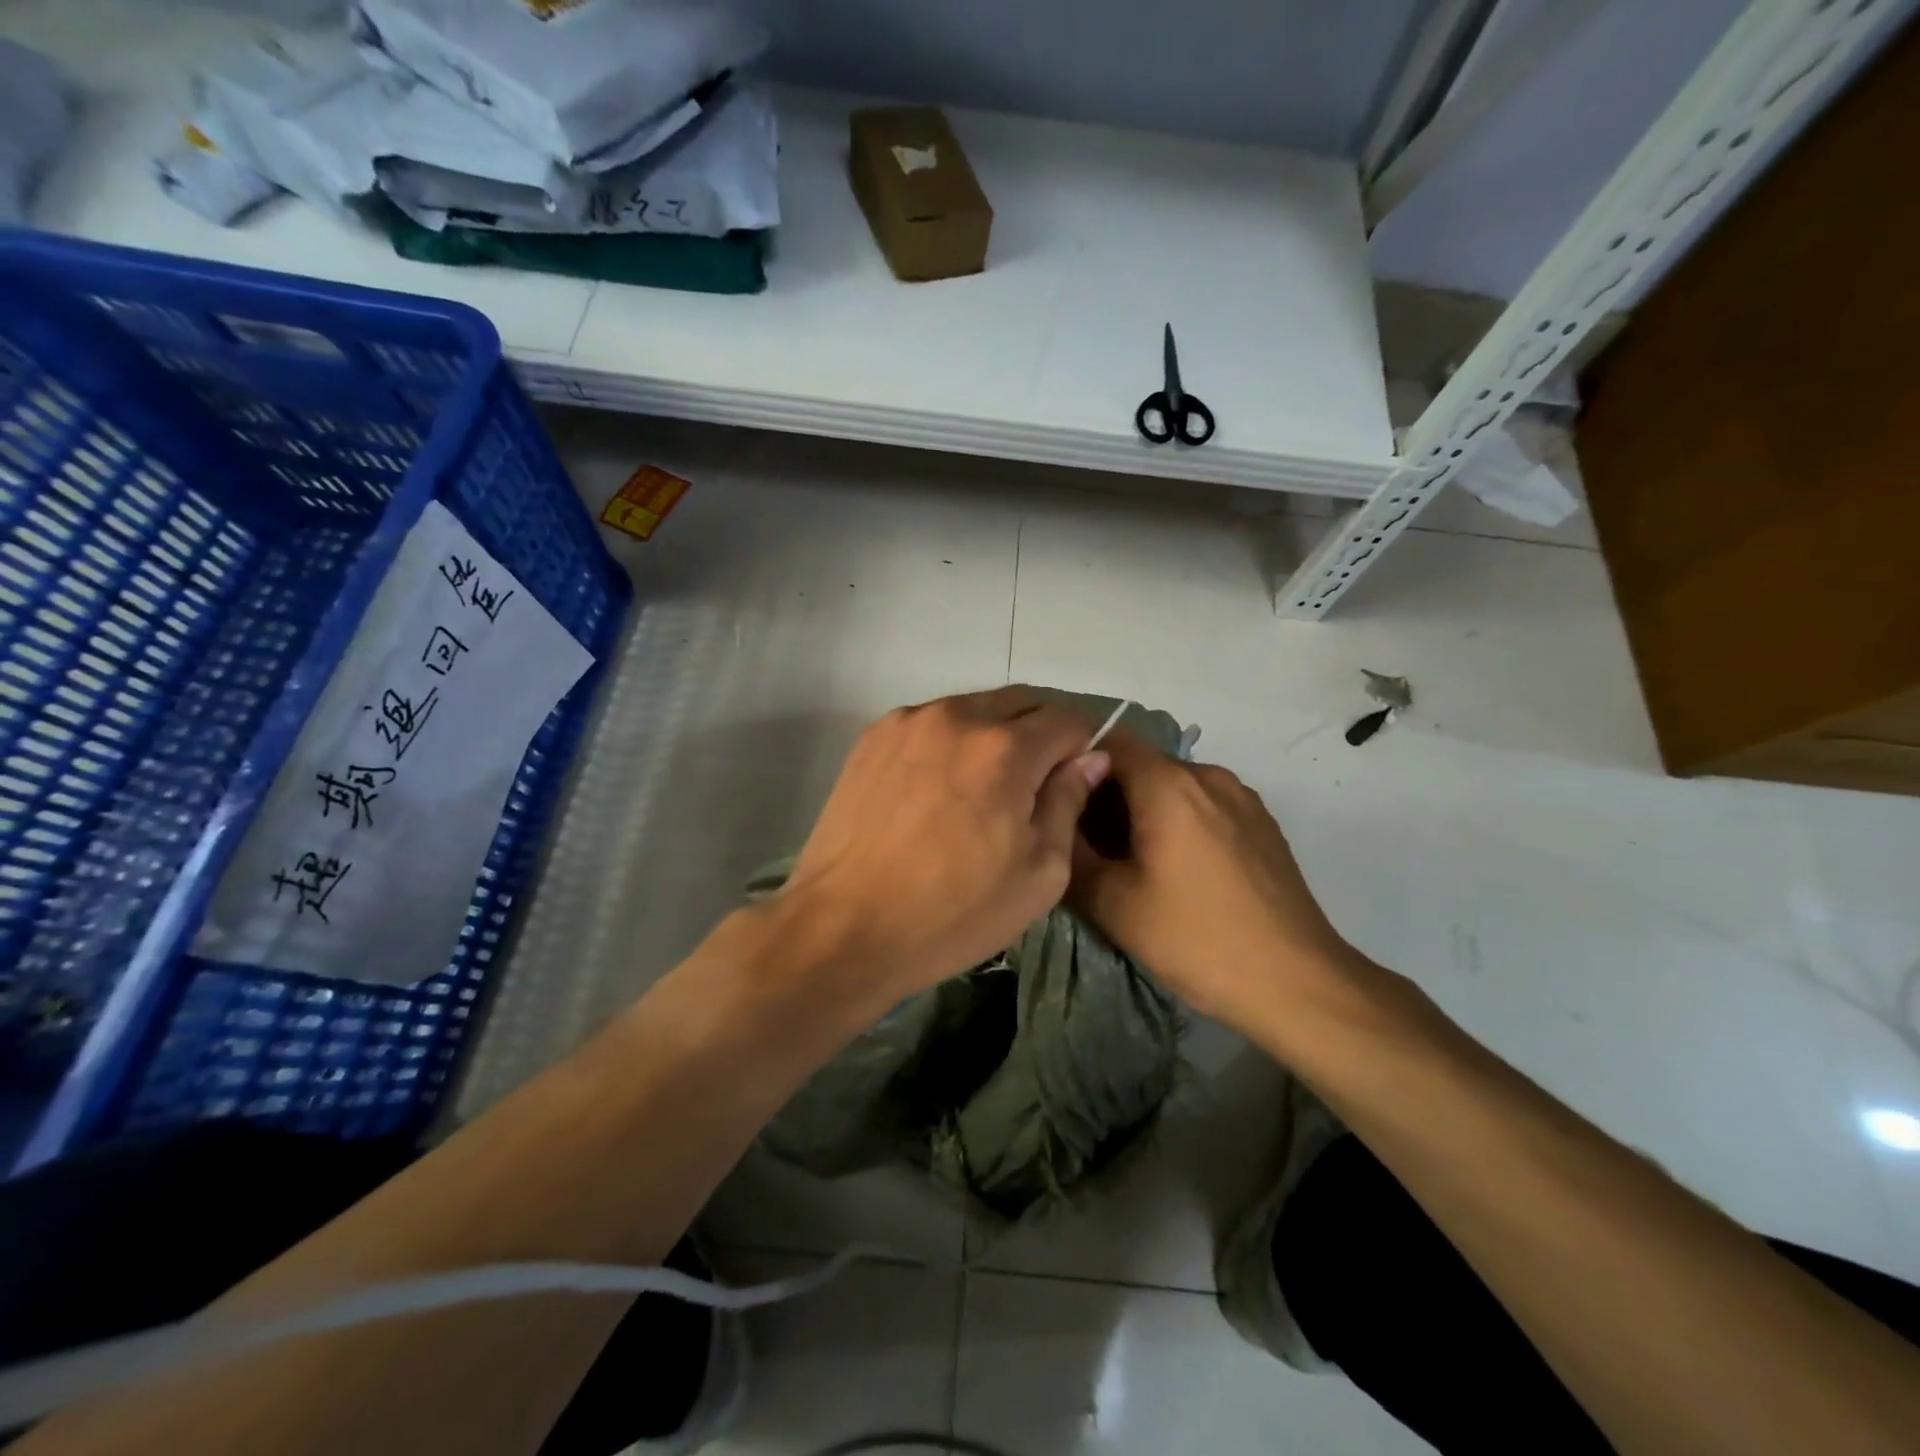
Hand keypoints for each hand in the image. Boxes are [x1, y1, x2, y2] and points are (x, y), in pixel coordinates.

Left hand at [773, 687, 1110, 1013]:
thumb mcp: (1039, 873)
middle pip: (1021, 702)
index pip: (1068, 719)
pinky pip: (932, 723)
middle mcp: (958, 716)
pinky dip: (950, 743)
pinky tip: (937, 789)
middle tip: (1034, 785)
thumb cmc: (953, 912)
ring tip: (981, 790)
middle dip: (1040, 733)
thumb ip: (1068, 802)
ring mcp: (909, 721)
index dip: (1083, 746)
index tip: (1074, 780)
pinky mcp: (873, 736)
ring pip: (974, 709)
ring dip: (993, 735)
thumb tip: (1090, 757)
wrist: (844, 927)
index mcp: (1006, 748)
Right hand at [1069, 730, 1363, 1028]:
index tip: (1059, 803)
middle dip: (1108, 795)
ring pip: (1175, 787)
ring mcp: (1242, 798)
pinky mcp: (1262, 824)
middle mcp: (1207, 775)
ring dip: (1144, 811)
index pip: (1109, 742)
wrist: (1296, 983)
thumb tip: (1056, 825)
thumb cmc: (1195, 938)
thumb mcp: (1113, 903)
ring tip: (1130, 861)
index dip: (1077, 765)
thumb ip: (1073, 854)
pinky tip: (1177, 871)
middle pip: (1142, 765)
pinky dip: (1179, 822)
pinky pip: (1205, 806)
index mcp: (1168, 784)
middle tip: (1087, 844)